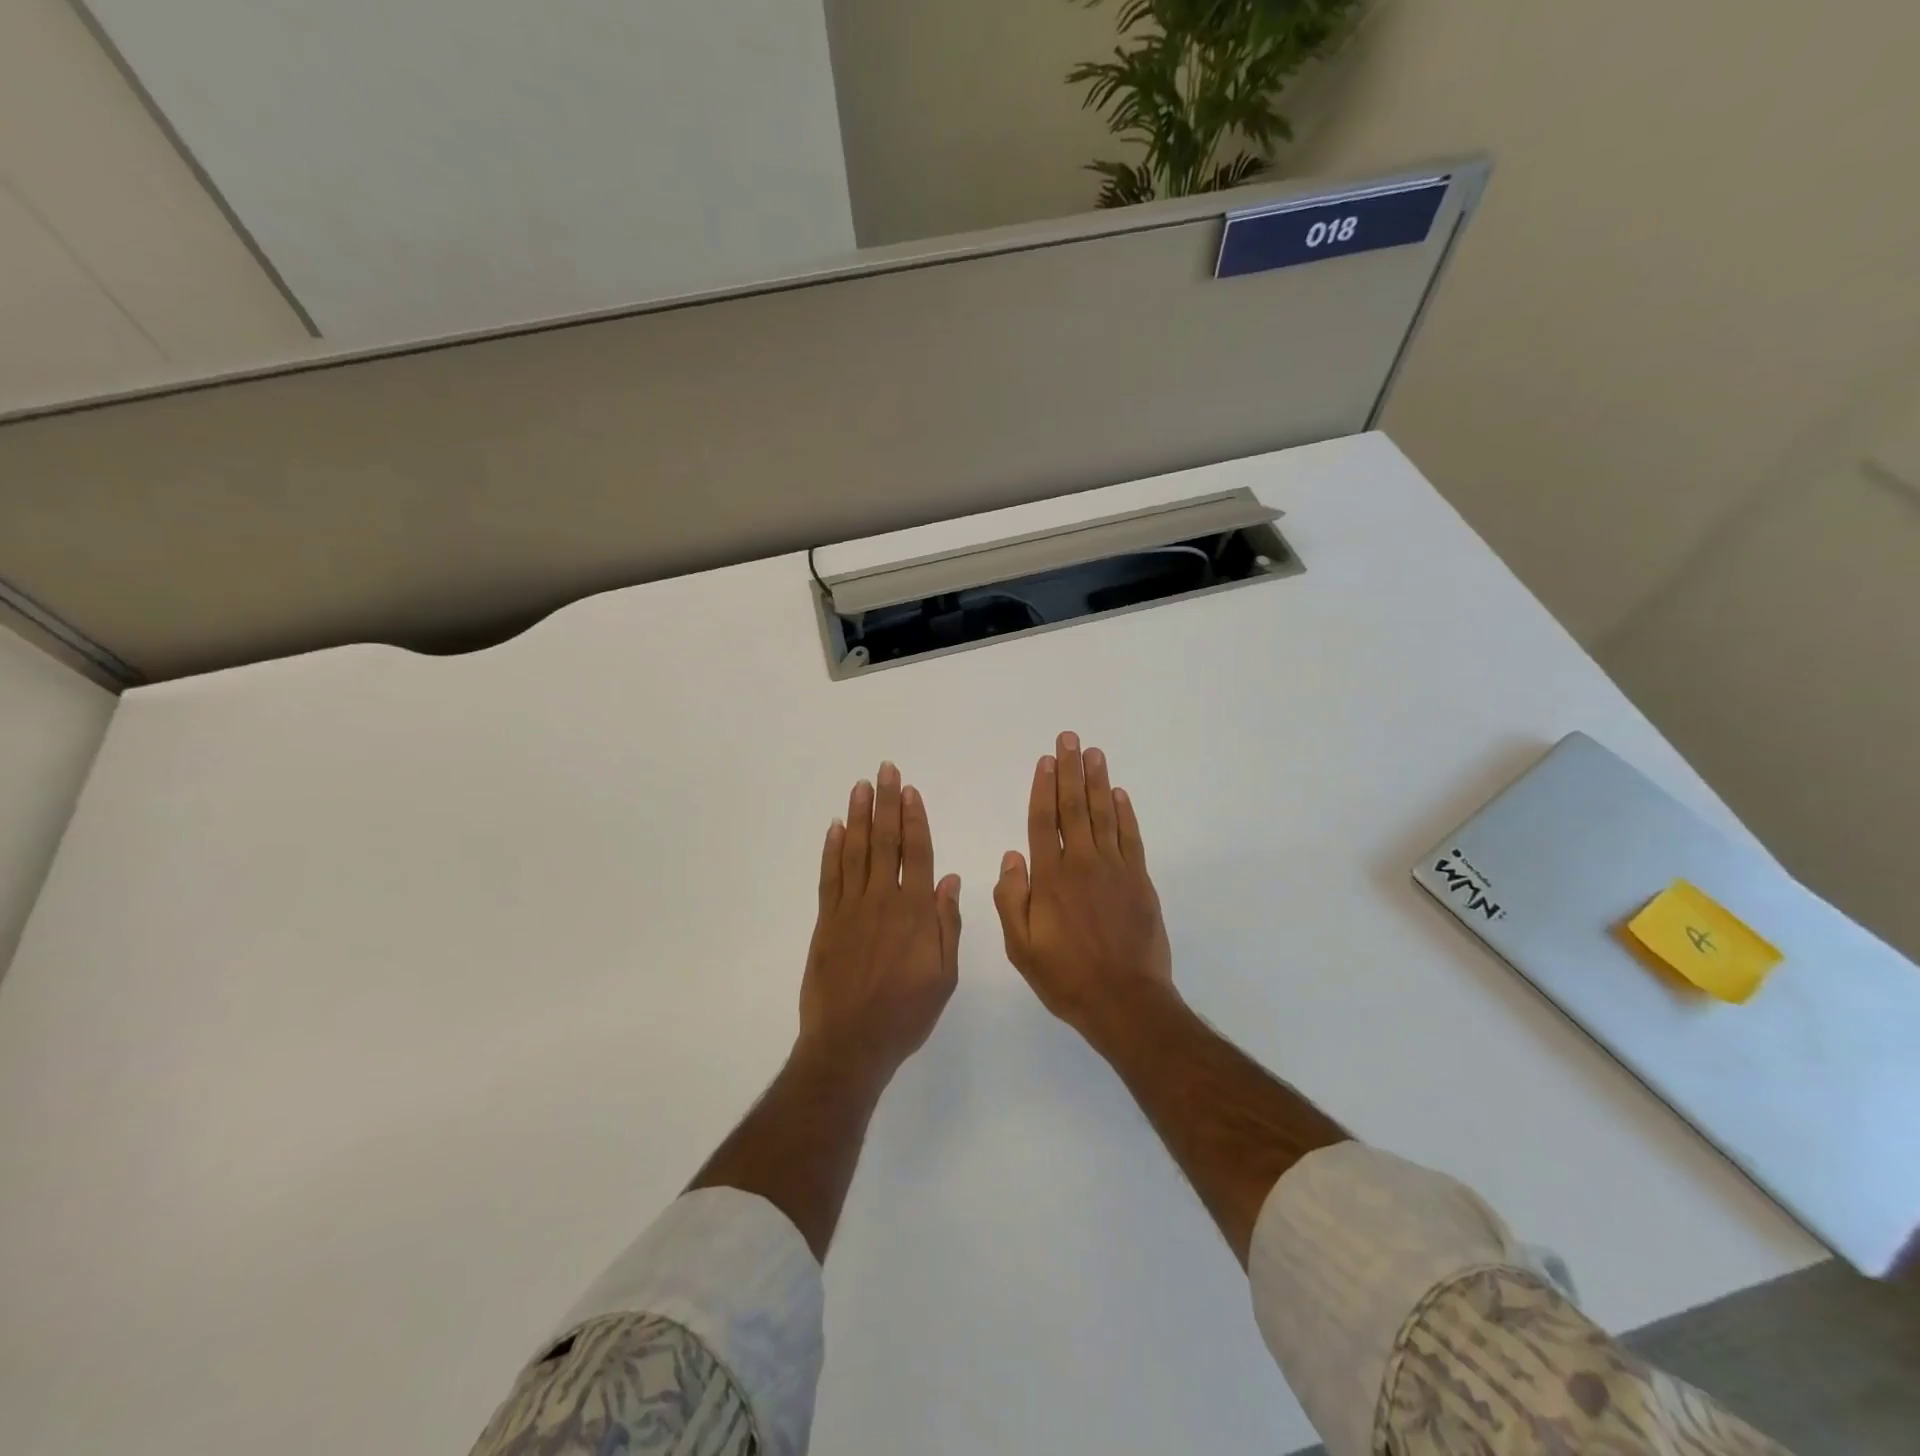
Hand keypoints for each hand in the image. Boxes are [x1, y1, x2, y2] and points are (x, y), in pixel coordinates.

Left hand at [800, 762, 962, 1082]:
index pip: (917, 853)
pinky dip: (831, 850)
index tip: (910, 791)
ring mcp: (850, 908)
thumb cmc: (905, 1013)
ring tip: (860, 787)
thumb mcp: (944, 976)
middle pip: (885, 842)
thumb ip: (946, 925)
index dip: (914, 819)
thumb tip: (950, 880)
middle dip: (885, 803)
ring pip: (855, 852)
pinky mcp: (826, 921)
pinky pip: (829, 877)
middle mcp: (883, 900)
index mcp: (915, 912)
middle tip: (884, 770)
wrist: (850, 1043)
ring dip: (858, 816)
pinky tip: (834, 829)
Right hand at [993, 732, 1174, 1043]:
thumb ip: (1011, 899)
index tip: (1046, 760)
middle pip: (1074, 807)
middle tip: (1070, 738)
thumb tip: (1012, 856)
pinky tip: (1120, 794)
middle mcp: (1082, 863)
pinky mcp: (1139, 881)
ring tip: (1094, 753)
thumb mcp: (1021, 947)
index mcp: (1051, 877)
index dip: (1044, 787)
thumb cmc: (1065, 976)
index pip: (1044, 821)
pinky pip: (1130, 837)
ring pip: (1104, 814)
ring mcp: (1115, 869)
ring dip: (1098, 782)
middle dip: (1071, 770)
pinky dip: (1125, 813)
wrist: (1124, 1000)